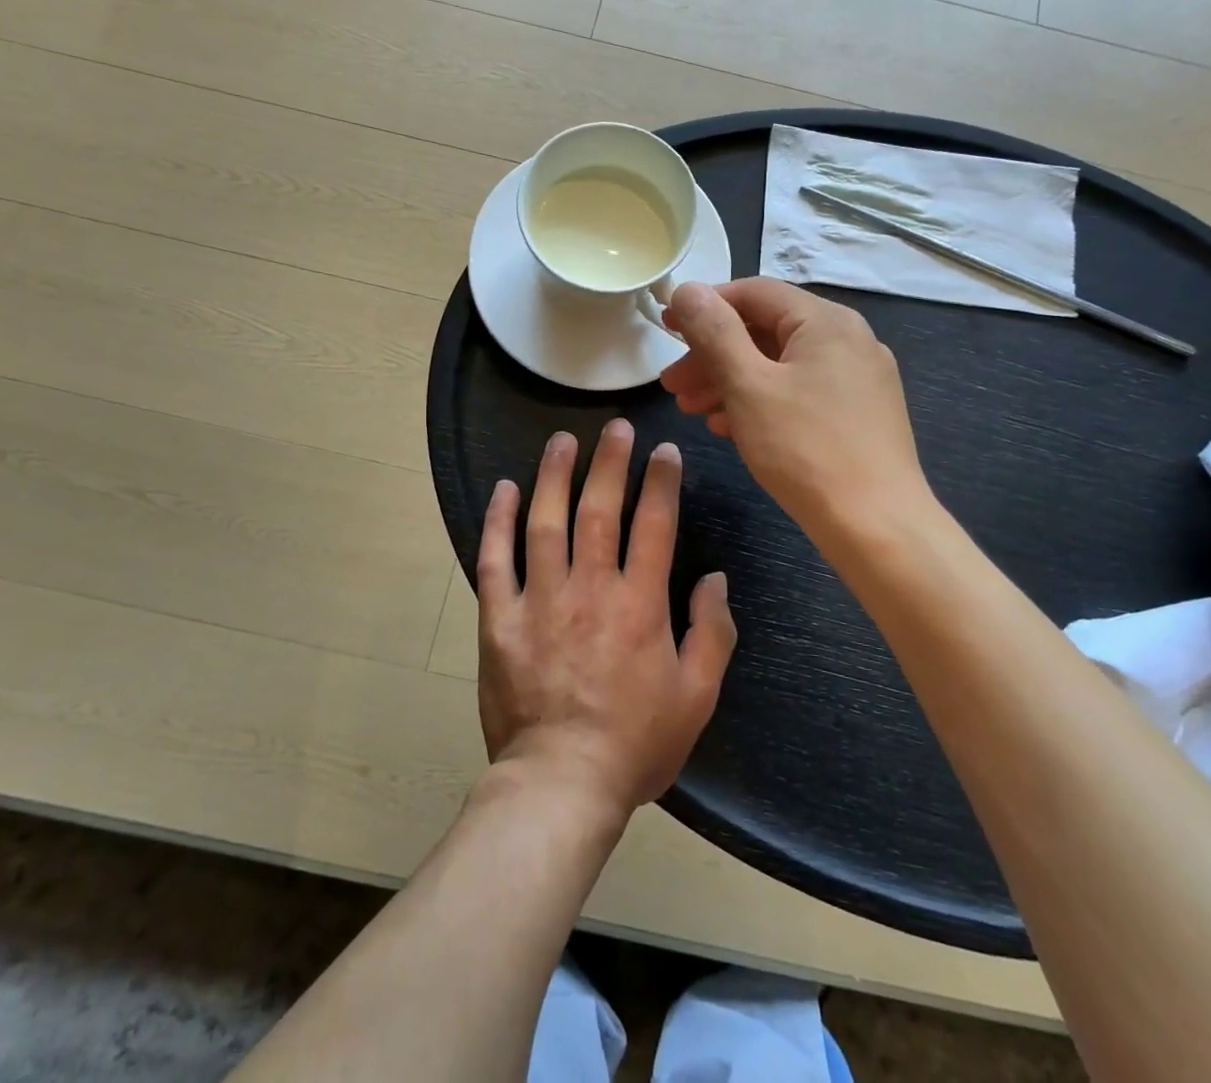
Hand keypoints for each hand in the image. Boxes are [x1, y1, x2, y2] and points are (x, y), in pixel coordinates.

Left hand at [475, 420, 736, 813]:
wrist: (561, 784)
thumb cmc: (636, 743)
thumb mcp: (697, 695)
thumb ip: (713, 631)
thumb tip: (716, 578)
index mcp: (640, 604)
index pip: (654, 525)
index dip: (661, 482)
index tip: (664, 451)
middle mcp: (590, 589)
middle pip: (599, 509)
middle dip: (610, 462)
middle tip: (614, 427)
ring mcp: (540, 601)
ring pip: (545, 523)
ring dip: (554, 476)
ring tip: (562, 440)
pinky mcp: (500, 620)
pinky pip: (495, 561)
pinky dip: (498, 522)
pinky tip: (504, 490)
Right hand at [661, 278, 928, 538]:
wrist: (876, 526)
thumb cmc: (805, 448)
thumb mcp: (749, 385)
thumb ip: (715, 332)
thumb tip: (688, 288)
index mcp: (826, 321)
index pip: (754, 293)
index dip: (704, 306)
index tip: (666, 327)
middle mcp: (849, 339)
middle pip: (766, 331)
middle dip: (713, 355)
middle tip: (672, 384)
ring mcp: (858, 378)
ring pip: (780, 365)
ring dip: (731, 381)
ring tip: (692, 409)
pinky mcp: (859, 413)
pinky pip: (800, 392)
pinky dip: (761, 402)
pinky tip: (731, 427)